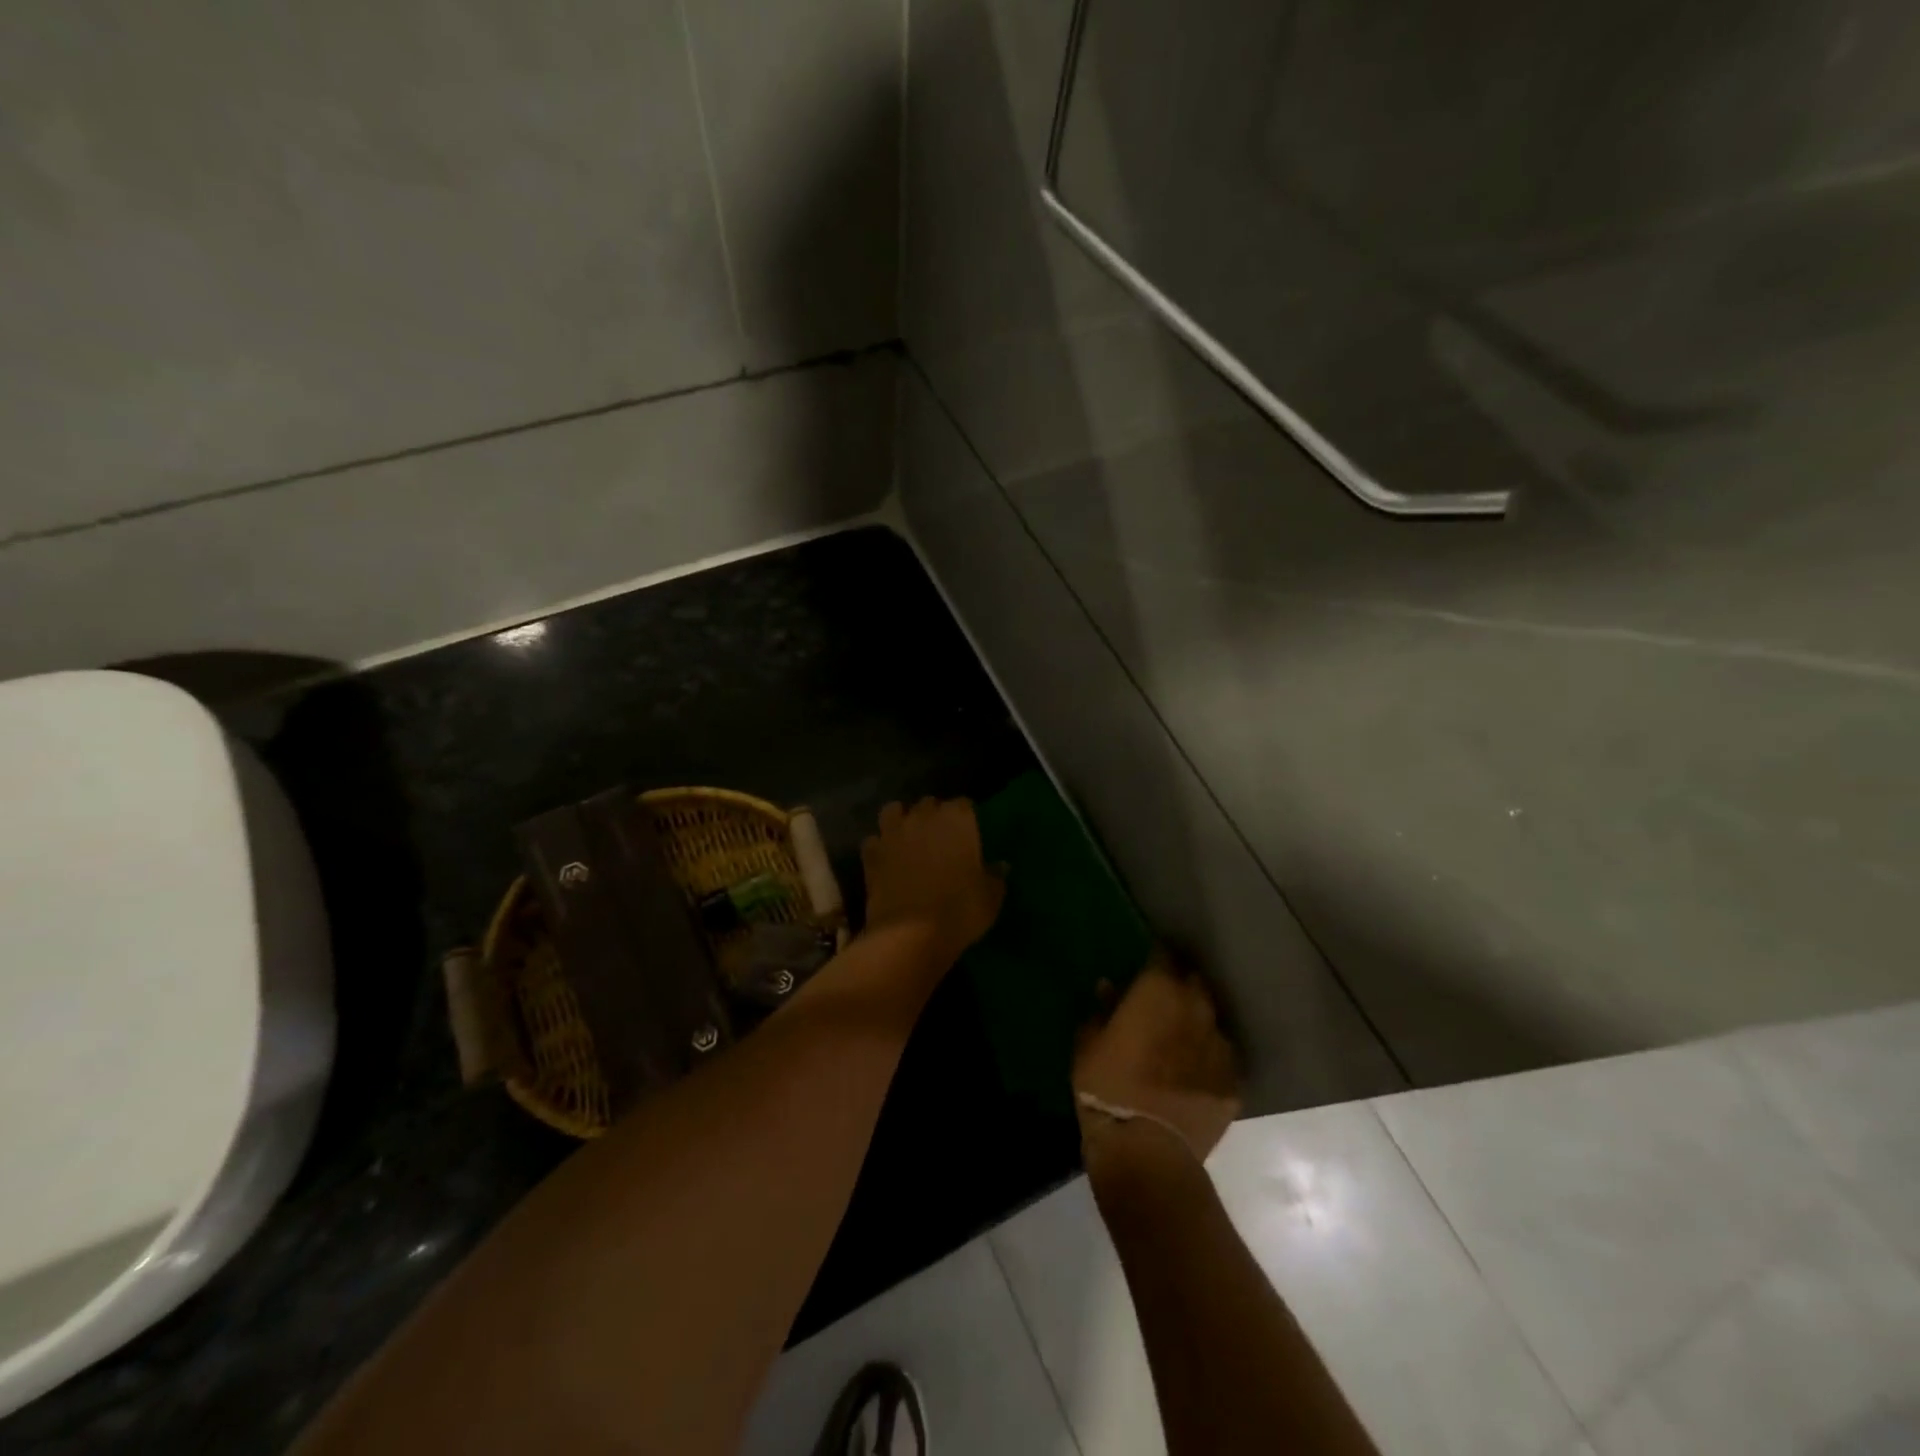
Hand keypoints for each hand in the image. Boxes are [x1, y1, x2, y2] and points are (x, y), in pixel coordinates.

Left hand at [860, 798, 1005, 969]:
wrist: (910, 934)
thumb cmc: (959, 911)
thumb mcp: (991, 897)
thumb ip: (995, 876)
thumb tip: (1000, 866)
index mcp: (957, 819)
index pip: (963, 804)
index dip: (965, 818)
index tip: (969, 834)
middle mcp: (923, 817)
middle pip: (929, 804)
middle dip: (933, 816)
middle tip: (940, 839)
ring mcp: (893, 833)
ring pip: (894, 811)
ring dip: (901, 821)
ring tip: (908, 839)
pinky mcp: (870, 853)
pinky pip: (874, 840)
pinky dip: (880, 847)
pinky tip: (886, 860)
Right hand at [1074, 956, 1241, 1164]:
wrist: (1146, 1149)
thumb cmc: (1107, 1087)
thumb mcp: (1088, 1044)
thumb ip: (1102, 1011)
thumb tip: (1107, 988)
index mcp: (1159, 991)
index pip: (1164, 957)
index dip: (1156, 959)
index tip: (1148, 966)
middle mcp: (1195, 1009)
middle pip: (1194, 983)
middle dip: (1181, 986)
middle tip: (1164, 1000)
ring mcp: (1220, 1046)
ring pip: (1211, 1021)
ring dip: (1197, 1023)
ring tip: (1182, 1038)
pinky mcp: (1233, 1082)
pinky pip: (1222, 1058)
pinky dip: (1209, 1059)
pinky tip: (1196, 1073)